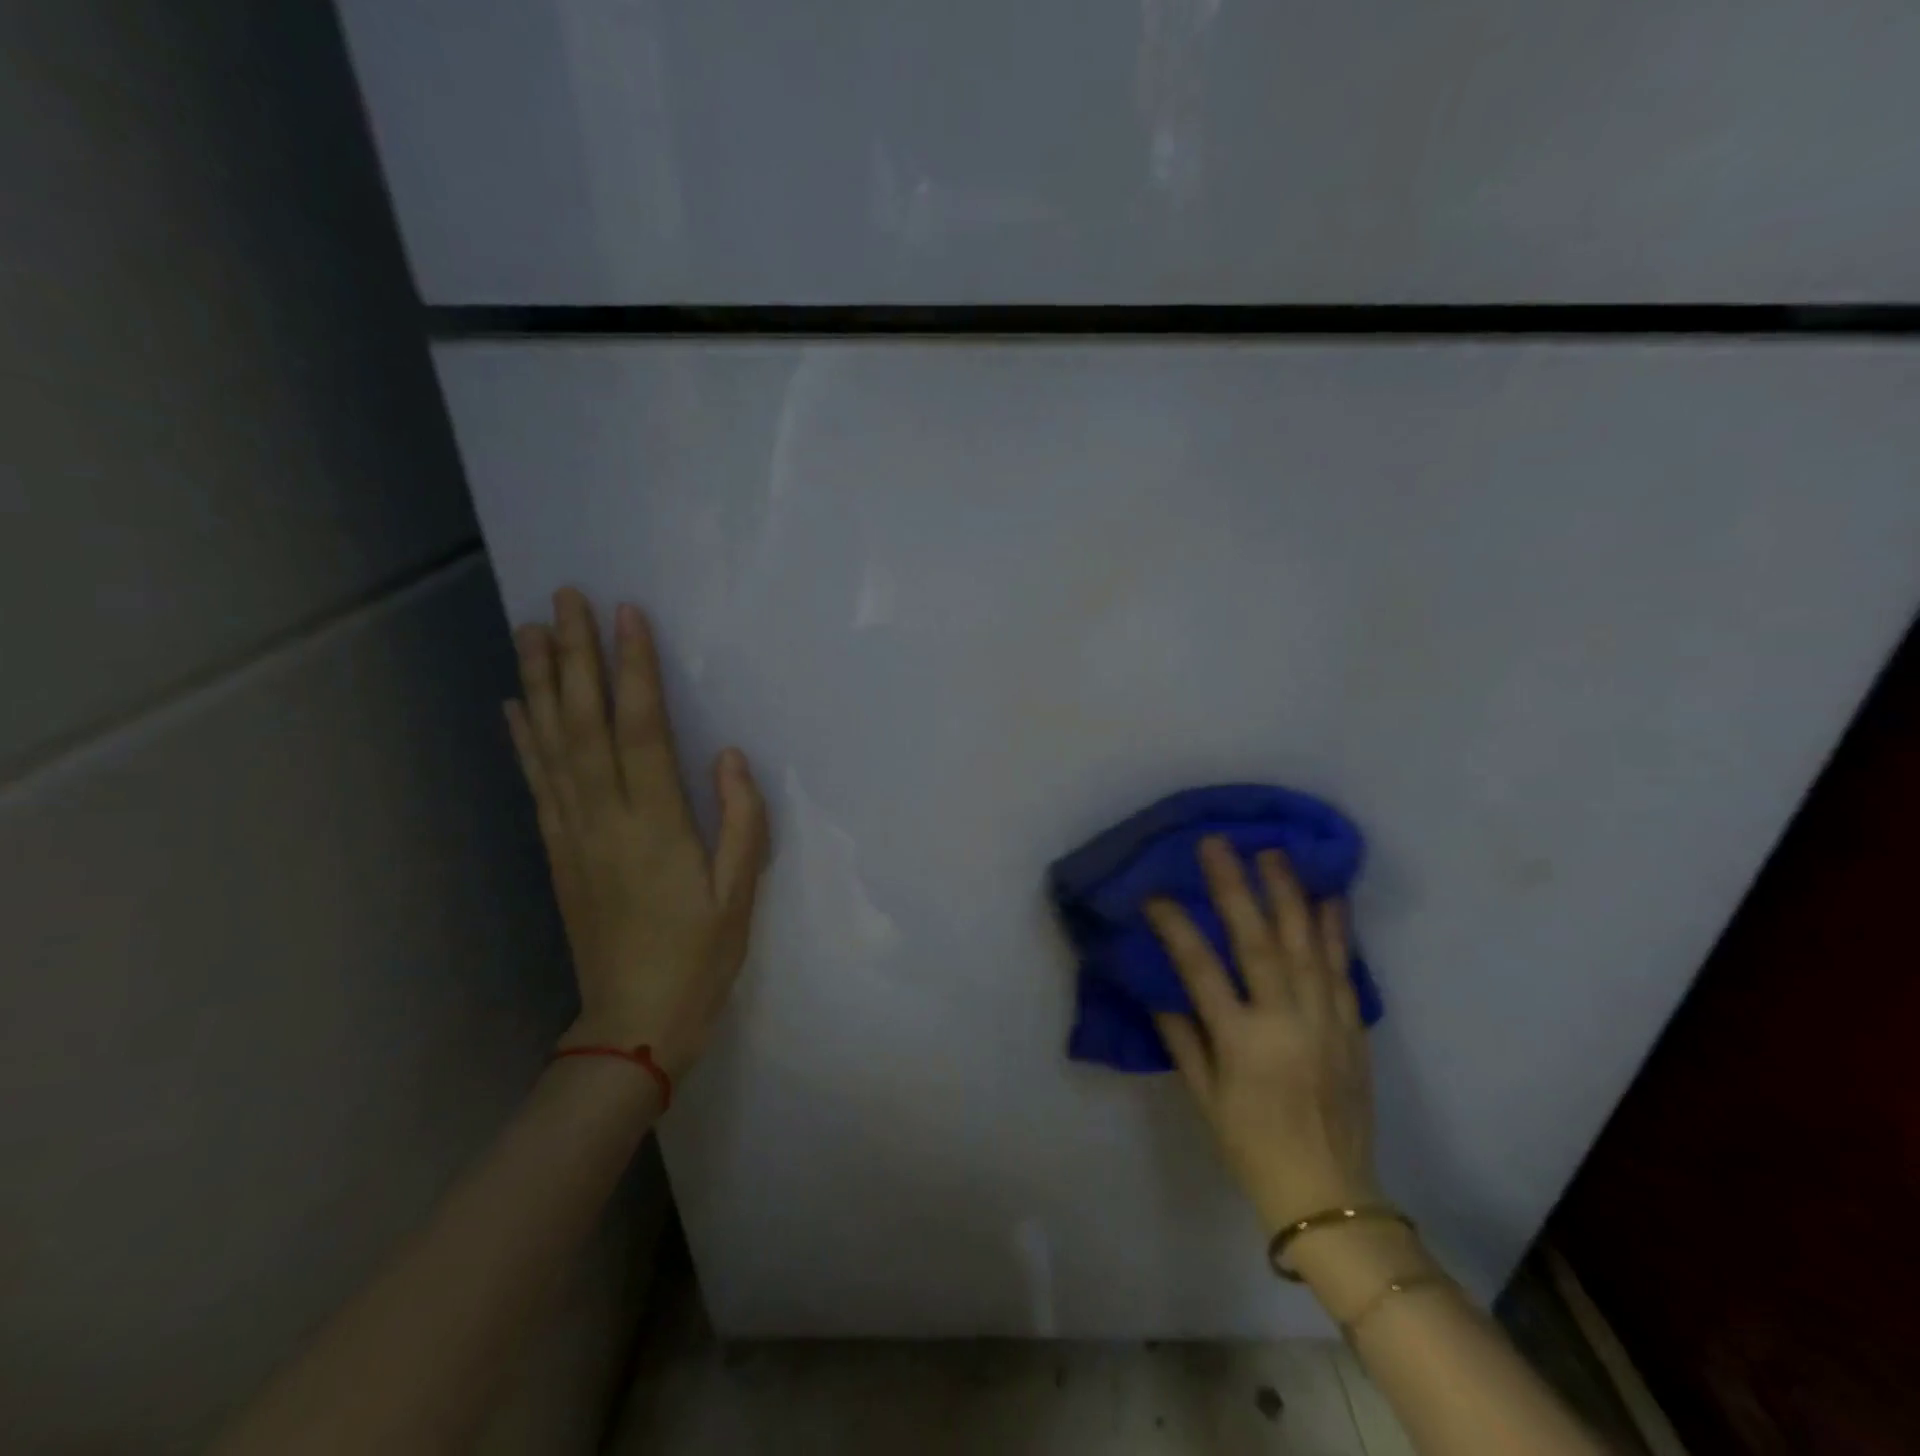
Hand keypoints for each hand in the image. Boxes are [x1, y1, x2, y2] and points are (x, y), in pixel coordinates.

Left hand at [505, 588, 768, 1079]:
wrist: (632, 1022)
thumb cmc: (699, 957)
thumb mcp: (739, 895)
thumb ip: (741, 821)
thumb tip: (729, 755)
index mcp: (656, 826)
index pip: (641, 731)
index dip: (634, 671)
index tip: (627, 617)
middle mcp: (605, 818)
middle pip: (584, 724)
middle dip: (573, 657)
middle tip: (563, 598)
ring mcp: (573, 834)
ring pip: (551, 745)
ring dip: (539, 684)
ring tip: (529, 630)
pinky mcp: (558, 851)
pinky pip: (538, 784)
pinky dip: (523, 740)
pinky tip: (514, 706)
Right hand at [1147, 837, 1379, 1232]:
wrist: (1330, 1193)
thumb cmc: (1252, 1145)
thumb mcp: (1203, 1096)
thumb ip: (1181, 1036)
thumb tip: (1158, 985)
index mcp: (1242, 1042)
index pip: (1200, 969)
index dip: (1175, 926)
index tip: (1155, 894)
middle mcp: (1286, 1021)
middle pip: (1258, 941)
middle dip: (1235, 887)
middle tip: (1219, 844)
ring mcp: (1326, 1020)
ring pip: (1306, 944)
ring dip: (1288, 894)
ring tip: (1273, 852)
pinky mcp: (1352, 1026)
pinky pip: (1343, 968)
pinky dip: (1336, 929)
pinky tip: (1329, 896)